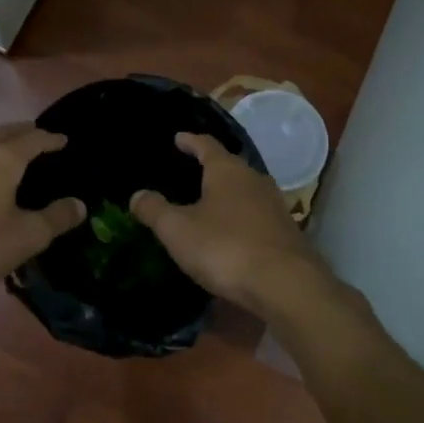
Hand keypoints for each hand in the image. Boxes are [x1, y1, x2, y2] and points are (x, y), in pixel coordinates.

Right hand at [131, 133, 321, 314]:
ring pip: (246, 190)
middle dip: (210, 167)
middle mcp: (254, 179)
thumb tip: (137, 195)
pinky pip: (257, 214)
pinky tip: (232, 231)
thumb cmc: (225, 247)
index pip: (206, 145)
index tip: (178, 138)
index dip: (190, 141)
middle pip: (229, 166)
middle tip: (191, 170)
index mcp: (227, 170)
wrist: (286, 284)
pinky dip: (241, 216)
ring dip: (228, 193)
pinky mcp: (286, 231)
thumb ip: (155, 210)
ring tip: (210, 201)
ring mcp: (275, 205)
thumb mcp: (178, 230)